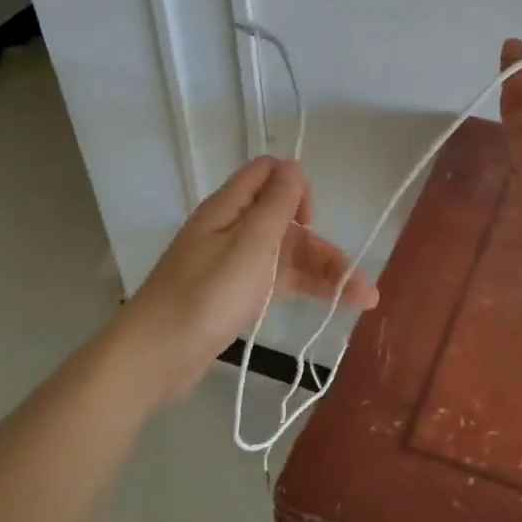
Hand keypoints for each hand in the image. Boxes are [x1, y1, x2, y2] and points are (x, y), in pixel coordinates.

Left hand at [122, 156, 377, 403]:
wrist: (157, 356)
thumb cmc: (208, 293)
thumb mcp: (250, 243)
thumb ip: (276, 203)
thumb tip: (293, 166)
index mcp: (230, 207)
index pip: (268, 174)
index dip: (296, 189)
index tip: (307, 222)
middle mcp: (233, 229)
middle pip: (287, 222)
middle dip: (325, 246)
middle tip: (360, 283)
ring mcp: (233, 264)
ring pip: (287, 256)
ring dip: (325, 272)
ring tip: (365, 300)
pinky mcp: (234, 294)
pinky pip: (276, 281)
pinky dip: (305, 288)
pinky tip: (334, 304)